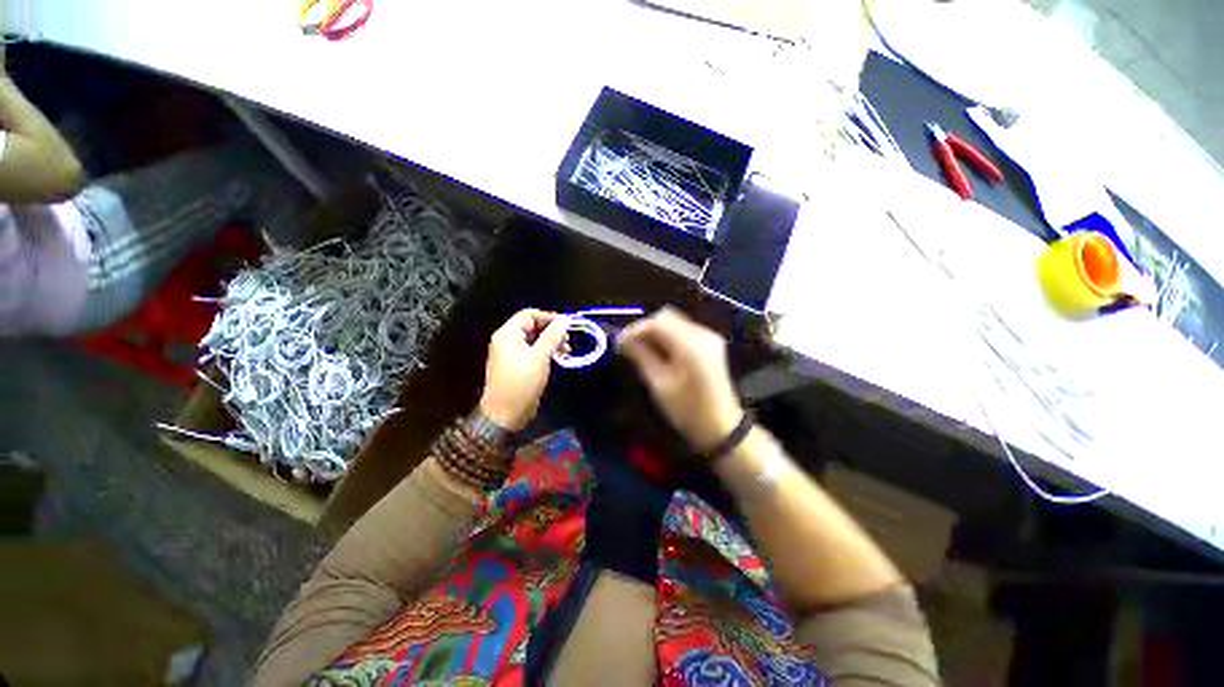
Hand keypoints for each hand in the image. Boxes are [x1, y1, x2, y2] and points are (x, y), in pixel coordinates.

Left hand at [479, 309, 569, 430]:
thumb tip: (565, 320)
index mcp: (508, 334)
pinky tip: (559, 358)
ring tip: (566, 351)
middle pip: (532, 326)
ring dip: (551, 342)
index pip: (529, 314)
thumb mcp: (540, 357)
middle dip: (552, 331)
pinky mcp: (517, 365)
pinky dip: (546, 352)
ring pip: (534, 339)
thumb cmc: (522, 382)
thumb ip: (552, 336)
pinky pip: (533, 351)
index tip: (567, 325)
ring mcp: (511, 354)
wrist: (506, 413)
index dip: (549, 317)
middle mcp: (507, 340)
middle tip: (567, 340)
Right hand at [617, 307, 744, 453]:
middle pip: (667, 317)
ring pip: (675, 322)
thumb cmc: (687, 409)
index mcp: (690, 345)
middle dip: (646, 328)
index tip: (620, 341)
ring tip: (640, 349)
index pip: (658, 322)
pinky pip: (684, 330)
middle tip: (629, 345)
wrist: (721, 426)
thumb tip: (624, 340)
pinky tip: (659, 351)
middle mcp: (702, 334)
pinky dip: (668, 336)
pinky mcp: (710, 343)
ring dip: (656, 332)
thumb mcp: (659, 384)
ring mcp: (709, 337)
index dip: (636, 328)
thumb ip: (641, 356)